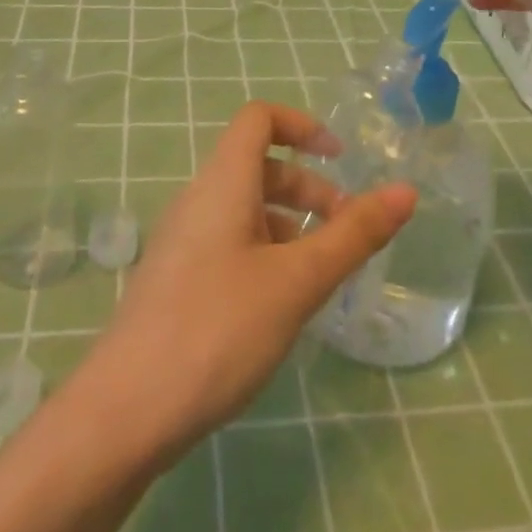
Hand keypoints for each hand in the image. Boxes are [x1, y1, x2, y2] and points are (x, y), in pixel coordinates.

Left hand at [78, 103, 415, 463]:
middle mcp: (197, 201)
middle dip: (308, 188)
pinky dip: (265, 254)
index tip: (341, 160)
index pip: (258, 119)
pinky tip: (282, 304)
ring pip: (244, 210)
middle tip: (346, 233)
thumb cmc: (218, 330)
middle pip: (257, 167)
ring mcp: (181, 242)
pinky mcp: (176, 281)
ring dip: (289, 225)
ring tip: (321, 274)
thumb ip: (353, 235)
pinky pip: (229, 244)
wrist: (126, 412)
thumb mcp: (298, 281)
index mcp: (221, 184)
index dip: (302, 125)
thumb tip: (405, 191)